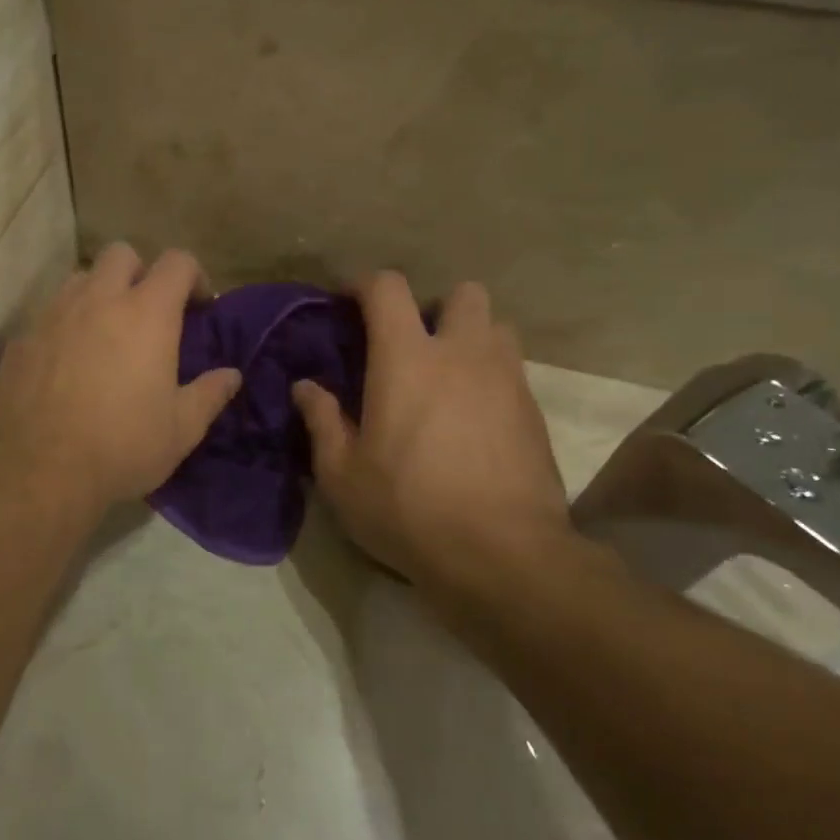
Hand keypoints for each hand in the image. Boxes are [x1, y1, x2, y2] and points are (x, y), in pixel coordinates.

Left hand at [0, 244, 242, 514]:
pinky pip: (47, 315)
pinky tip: (66, 364)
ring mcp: (53, 315)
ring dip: (99, 294)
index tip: (199, 306)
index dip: (193, 276)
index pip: (177, 262)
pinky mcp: (21, 339)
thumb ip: (210, 394)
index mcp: (146, 314)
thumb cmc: (123, 447)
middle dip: (140, 272)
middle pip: (121, 253)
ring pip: (80, 279)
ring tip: (104, 333)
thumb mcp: (181, 429)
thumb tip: (232, 375)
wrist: (40, 471)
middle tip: (147, 312)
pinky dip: (64, 327)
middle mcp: (98, 300)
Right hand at [293, 272, 571, 590]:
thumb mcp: (343, 475)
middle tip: (414, 344)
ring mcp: (506, 379)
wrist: (503, 555)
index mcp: (407, 359)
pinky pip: (513, 370)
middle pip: (462, 293)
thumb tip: (305, 387)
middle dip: (436, 306)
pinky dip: (491, 376)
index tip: (350, 302)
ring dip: (471, 337)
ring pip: (496, 327)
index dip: (365, 284)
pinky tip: (474, 418)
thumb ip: (322, 421)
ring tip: (450, 376)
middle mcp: (462, 354)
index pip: (389, 288)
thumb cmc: (408, 509)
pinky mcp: (534, 411)